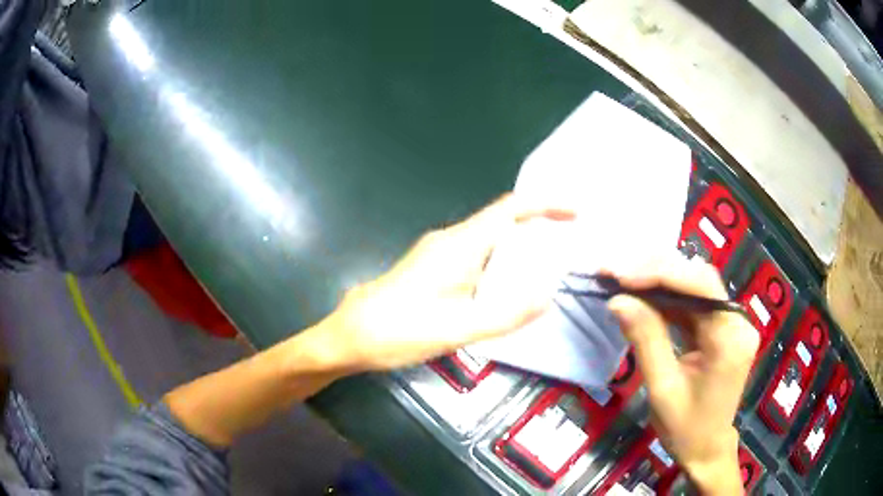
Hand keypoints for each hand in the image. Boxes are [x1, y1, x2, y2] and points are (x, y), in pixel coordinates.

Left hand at [314, 194, 574, 371]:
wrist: (351, 335)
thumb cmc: (400, 331)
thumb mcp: (458, 330)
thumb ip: (505, 315)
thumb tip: (547, 298)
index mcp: (459, 246)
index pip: (509, 210)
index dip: (544, 205)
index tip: (574, 213)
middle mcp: (450, 240)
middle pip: (501, 220)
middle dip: (537, 227)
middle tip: (569, 246)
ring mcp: (438, 252)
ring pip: (488, 238)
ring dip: (518, 246)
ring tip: (548, 266)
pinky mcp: (431, 267)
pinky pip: (475, 254)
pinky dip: (499, 261)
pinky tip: (507, 285)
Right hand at [606, 256, 757, 495]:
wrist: (706, 450)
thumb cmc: (685, 428)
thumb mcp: (662, 388)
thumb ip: (646, 339)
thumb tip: (618, 300)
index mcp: (730, 338)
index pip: (700, 286)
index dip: (660, 273)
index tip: (620, 275)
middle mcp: (737, 322)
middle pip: (699, 279)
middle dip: (656, 271)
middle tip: (615, 272)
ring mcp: (732, 323)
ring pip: (695, 285)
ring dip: (659, 280)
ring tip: (622, 279)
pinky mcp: (722, 328)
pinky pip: (694, 303)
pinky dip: (666, 297)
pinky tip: (643, 297)